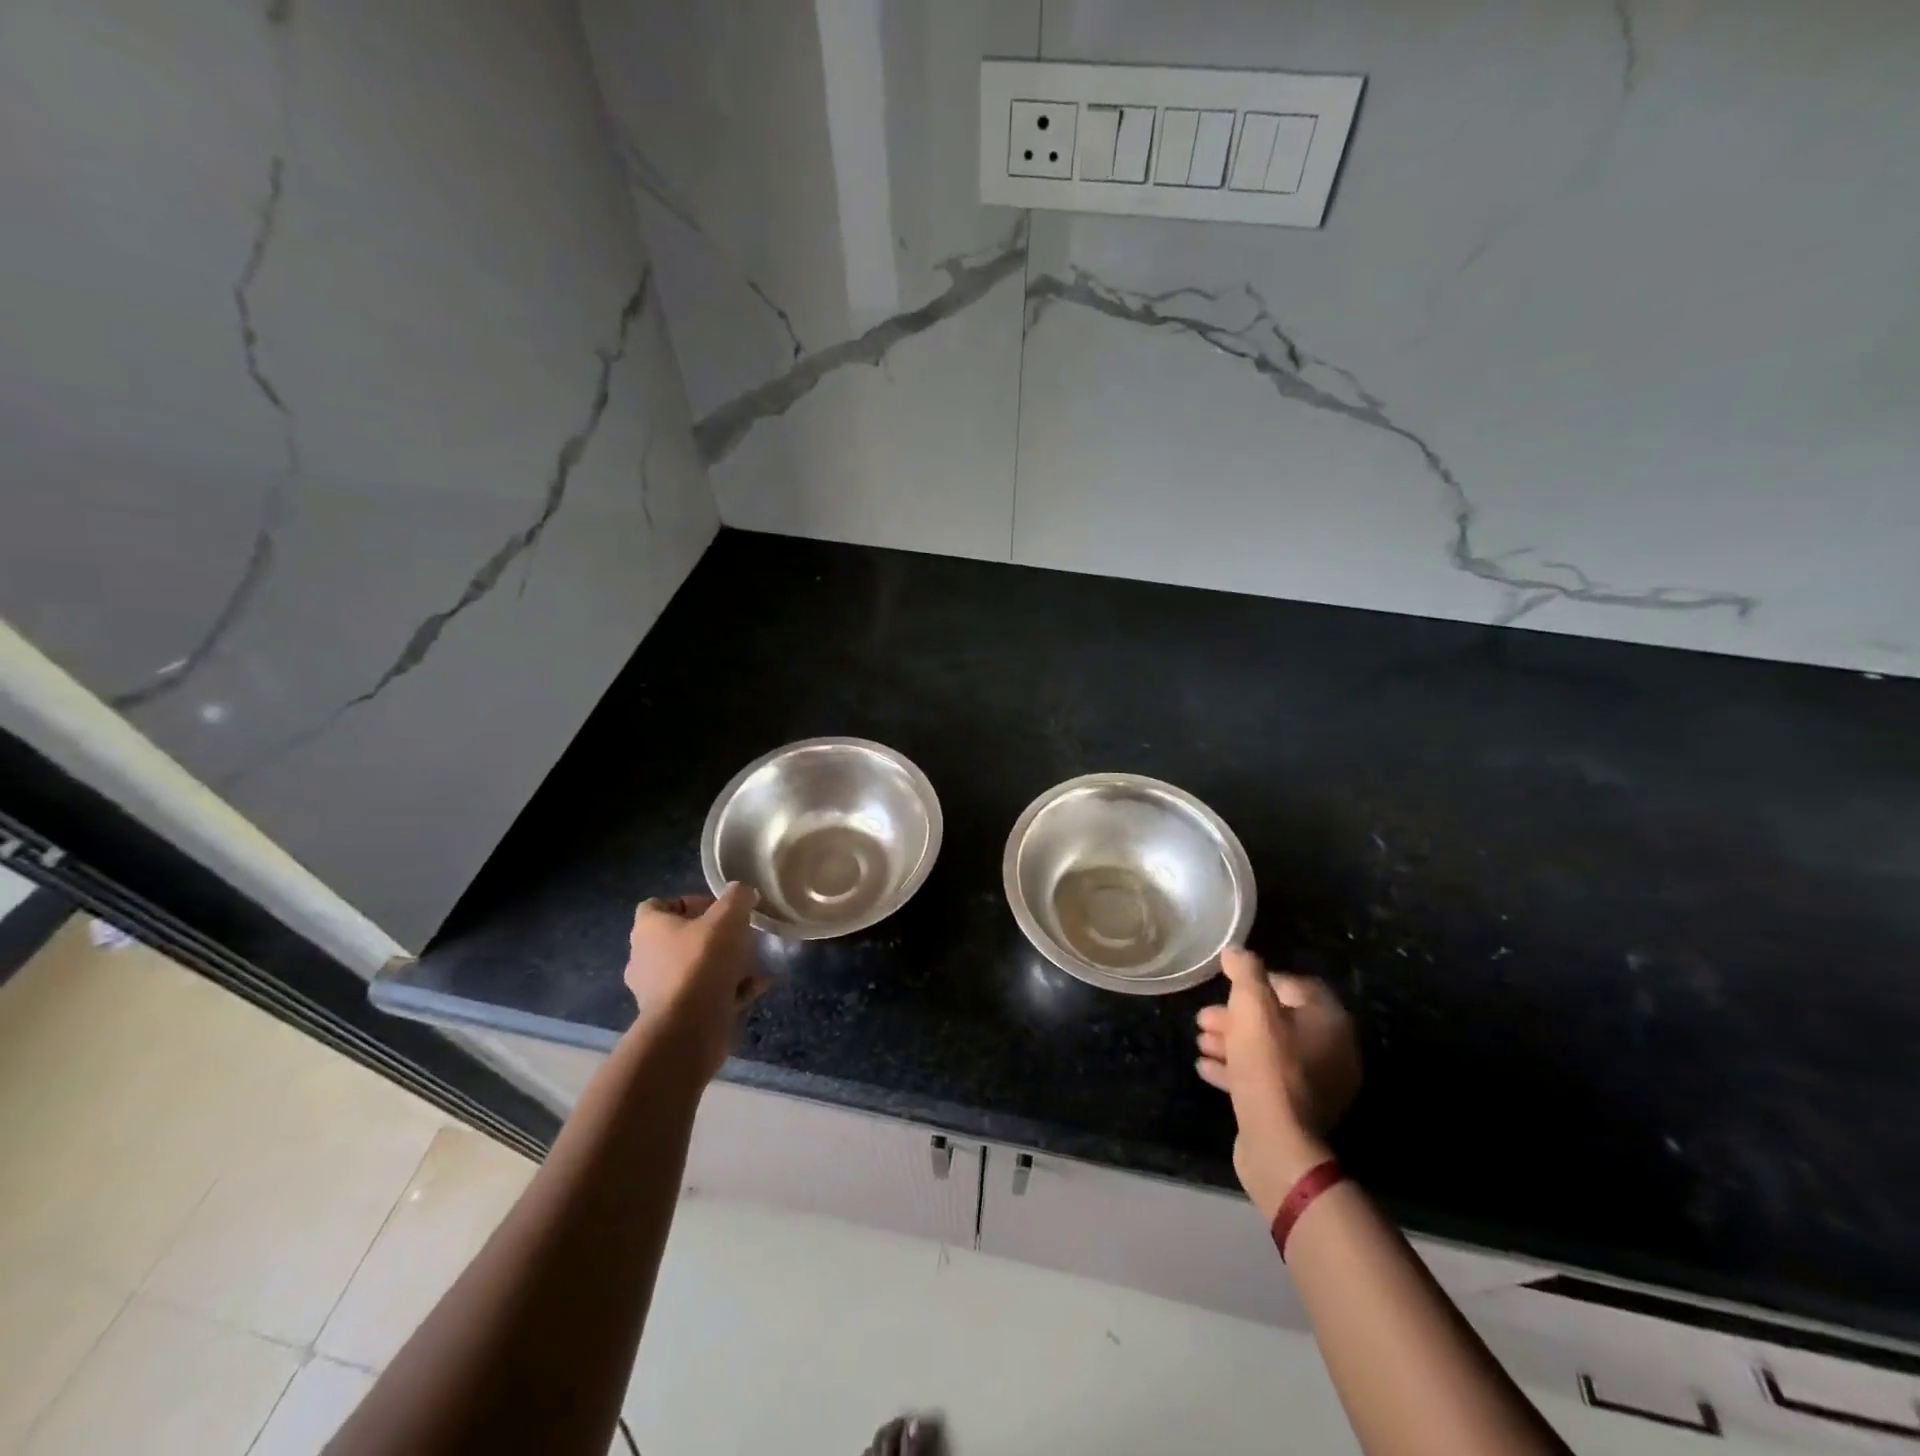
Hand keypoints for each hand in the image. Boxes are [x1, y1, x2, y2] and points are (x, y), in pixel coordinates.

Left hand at [624, 884, 770, 1079]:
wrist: (688, 1029)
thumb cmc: (701, 963)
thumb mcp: (727, 918)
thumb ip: (737, 898)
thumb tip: (743, 892)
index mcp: (648, 930)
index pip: (657, 905)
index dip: (688, 902)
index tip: (718, 909)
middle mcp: (645, 958)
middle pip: (679, 938)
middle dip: (711, 936)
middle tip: (739, 935)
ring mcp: (658, 991)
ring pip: (694, 968)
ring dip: (722, 964)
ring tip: (754, 962)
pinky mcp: (675, 1016)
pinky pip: (704, 995)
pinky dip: (729, 990)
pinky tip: (758, 987)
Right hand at [1195, 948, 1361, 1219]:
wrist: (1278, 1141)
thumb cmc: (1268, 1064)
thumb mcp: (1251, 1007)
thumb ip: (1246, 973)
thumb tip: (1236, 951)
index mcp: (1330, 1022)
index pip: (1299, 986)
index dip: (1262, 980)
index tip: (1230, 984)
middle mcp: (1333, 1051)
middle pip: (1279, 1021)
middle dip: (1237, 1016)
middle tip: (1204, 1018)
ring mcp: (1318, 1085)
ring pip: (1269, 1051)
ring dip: (1232, 1042)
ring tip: (1200, 1042)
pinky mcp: (1298, 1110)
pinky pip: (1267, 1079)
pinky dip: (1238, 1070)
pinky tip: (1206, 1067)